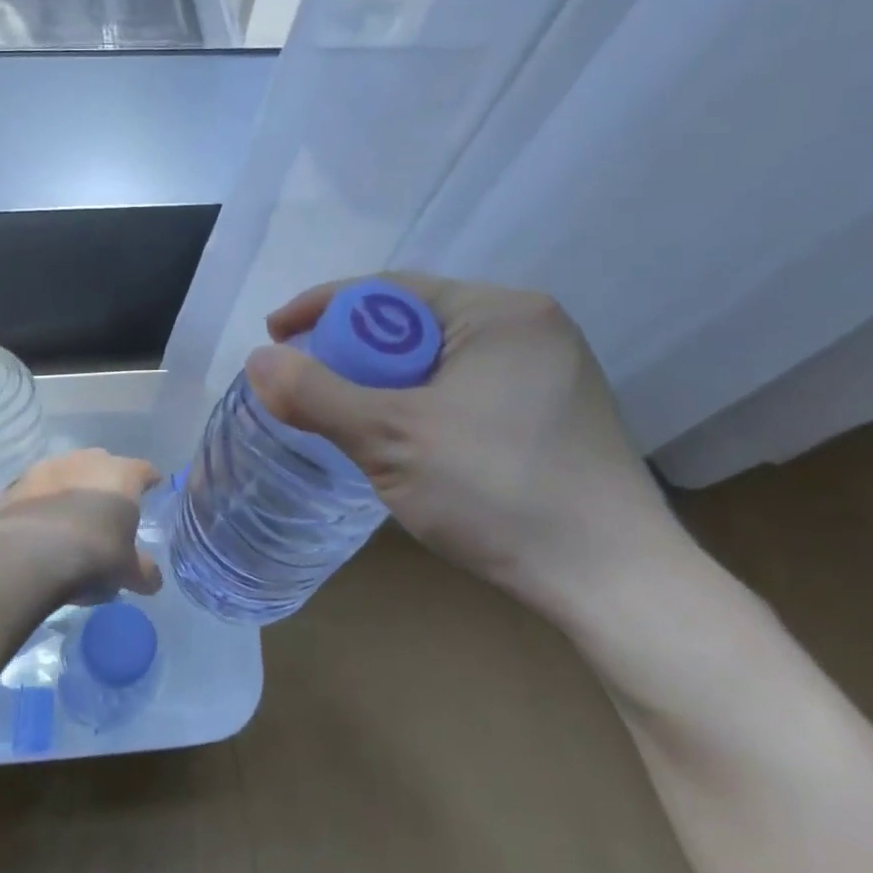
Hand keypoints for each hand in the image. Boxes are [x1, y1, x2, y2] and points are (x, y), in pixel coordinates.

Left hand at [0, 449, 162, 598]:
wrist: (30, 554)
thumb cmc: (94, 554)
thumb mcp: (127, 571)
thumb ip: (143, 571)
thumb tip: (153, 580)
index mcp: (122, 475)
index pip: (144, 470)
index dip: (149, 481)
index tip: (152, 491)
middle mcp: (88, 460)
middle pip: (104, 465)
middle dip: (107, 484)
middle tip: (107, 509)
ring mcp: (49, 466)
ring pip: (68, 472)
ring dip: (71, 489)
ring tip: (70, 517)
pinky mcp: (18, 482)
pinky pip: (37, 489)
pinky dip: (42, 501)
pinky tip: (41, 523)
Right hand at [246, 274, 681, 617]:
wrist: (615, 582)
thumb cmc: (499, 491)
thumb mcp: (391, 439)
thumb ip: (317, 395)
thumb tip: (258, 360)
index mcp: (498, 311)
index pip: (389, 289)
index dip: (322, 307)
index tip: (275, 335)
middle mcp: (529, 326)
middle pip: (413, 322)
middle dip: (353, 350)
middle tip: (309, 384)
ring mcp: (547, 370)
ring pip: (437, 358)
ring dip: (385, 380)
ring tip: (348, 414)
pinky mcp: (552, 412)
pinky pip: (463, 386)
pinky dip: (420, 401)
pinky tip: (404, 438)